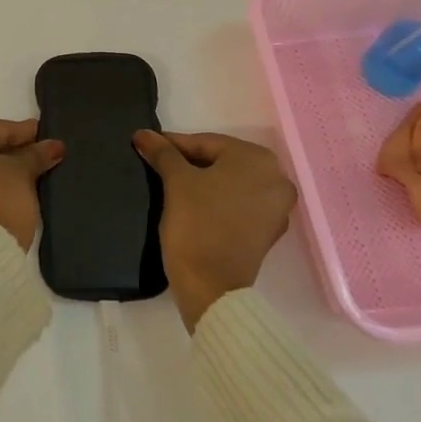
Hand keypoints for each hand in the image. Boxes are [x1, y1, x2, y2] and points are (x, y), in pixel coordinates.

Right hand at [134, 130, 296, 332]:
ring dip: (203, 180)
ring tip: (172, 183)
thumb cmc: (195, 224)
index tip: (148, 146)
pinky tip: (193, 204)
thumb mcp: (175, 181)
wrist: (210, 287)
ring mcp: (277, 208)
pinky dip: (217, 200)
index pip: (207, 143)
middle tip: (159, 164)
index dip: (174, 145)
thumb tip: (143, 134)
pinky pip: (239, 204)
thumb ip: (162, 153)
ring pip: (231, 182)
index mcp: (258, 160)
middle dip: (190, 162)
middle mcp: (276, 179)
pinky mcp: (268, 232)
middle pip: (222, 161)